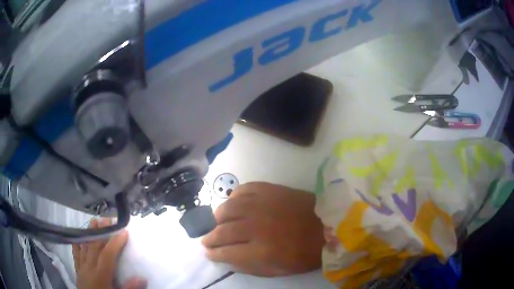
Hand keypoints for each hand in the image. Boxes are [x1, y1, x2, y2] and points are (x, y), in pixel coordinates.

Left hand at [72, 218, 146, 288]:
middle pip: (94, 246)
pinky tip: (77, 238)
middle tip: (107, 219)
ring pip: (84, 247)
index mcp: (101, 274)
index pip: (108, 254)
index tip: (124, 231)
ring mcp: (81, 267)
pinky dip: (77, 245)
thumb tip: (142, 277)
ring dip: (89, 233)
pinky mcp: (77, 270)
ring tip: (93, 221)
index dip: (115, 242)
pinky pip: (76, 255)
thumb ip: (129, 287)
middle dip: (101, 232)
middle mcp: (89, 267)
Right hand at [202, 182, 324, 276]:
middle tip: (206, 240)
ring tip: (217, 223)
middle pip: (222, 231)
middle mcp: (256, 226)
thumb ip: (249, 266)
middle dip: (209, 238)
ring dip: (217, 218)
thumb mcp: (278, 270)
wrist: (329, 225)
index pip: (225, 252)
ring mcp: (262, 205)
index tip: (208, 253)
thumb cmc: (305, 253)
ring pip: (227, 209)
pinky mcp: (270, 189)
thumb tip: (227, 258)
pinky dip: (234, 197)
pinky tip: (234, 204)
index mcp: (261, 251)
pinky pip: (243, 190)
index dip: (213, 254)